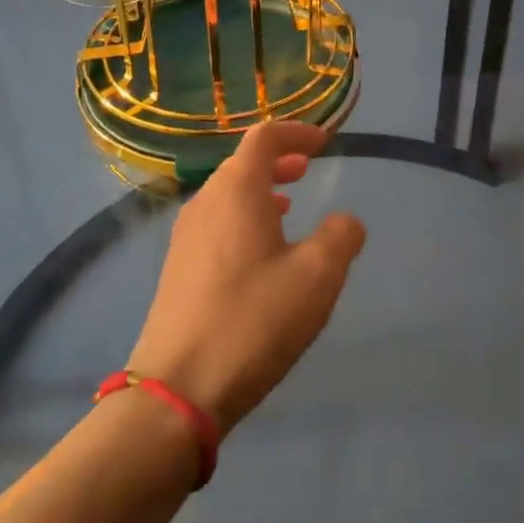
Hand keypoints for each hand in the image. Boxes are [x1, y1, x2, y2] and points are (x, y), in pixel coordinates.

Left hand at [128, 121, 365, 431]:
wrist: (178, 390)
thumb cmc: (254, 320)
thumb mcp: (317, 276)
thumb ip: (341, 236)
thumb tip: (345, 221)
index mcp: (236, 190)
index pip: (265, 137)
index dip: (297, 132)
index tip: (325, 143)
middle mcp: (205, 202)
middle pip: (242, 163)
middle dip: (279, 159)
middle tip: (308, 168)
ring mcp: (186, 237)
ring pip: (228, 195)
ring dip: (261, 190)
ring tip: (289, 206)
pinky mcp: (178, 269)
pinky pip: (217, 223)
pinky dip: (244, 218)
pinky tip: (261, 252)